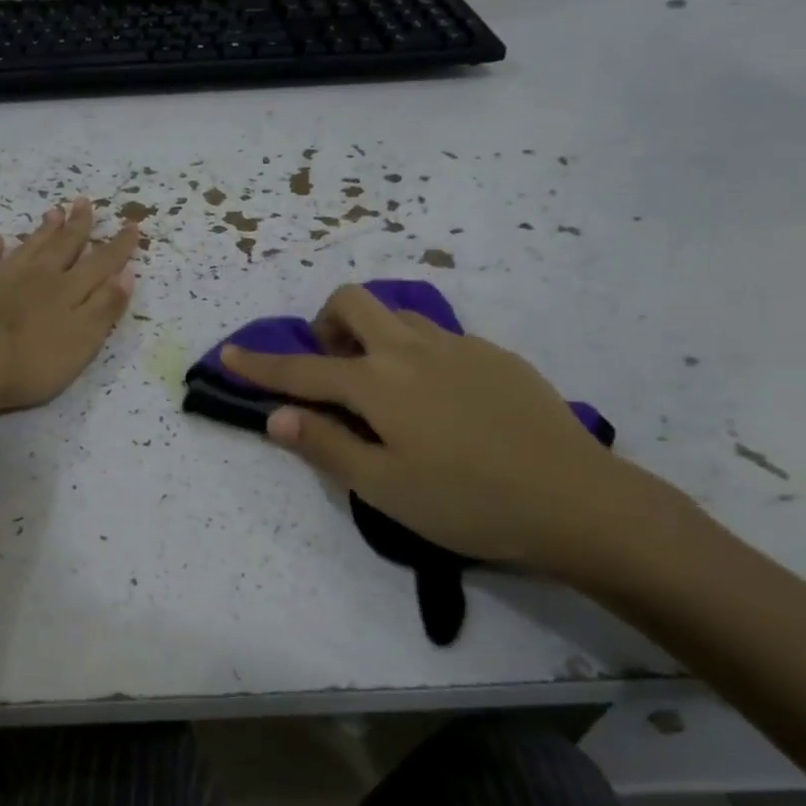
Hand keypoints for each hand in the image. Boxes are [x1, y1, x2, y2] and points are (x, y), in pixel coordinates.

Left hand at [0, 199, 138, 413]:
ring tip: (53, 211)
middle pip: (62, 247)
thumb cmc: (32, 363)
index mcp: (67, 291)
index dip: (118, 246)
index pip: (100, 264)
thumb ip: (104, 307)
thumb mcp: (82, 341)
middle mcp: (36, 277)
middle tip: (84, 202)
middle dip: (77, 226)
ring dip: (42, 231)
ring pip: (27, 248)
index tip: (132, 225)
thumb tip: (125, 274)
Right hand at [221, 284, 656, 572]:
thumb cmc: (467, 502)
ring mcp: (460, 347)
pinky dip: (414, 351)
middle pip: (354, 303)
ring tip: (380, 384)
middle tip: (329, 366)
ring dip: (371, 333)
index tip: (228, 353)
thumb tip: (276, 417)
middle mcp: (412, 351)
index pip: (301, 369)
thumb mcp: (383, 487)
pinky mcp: (496, 356)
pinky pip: (438, 336)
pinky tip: (437, 399)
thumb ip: (325, 445)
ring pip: (398, 314)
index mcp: (378, 384)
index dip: (259, 365)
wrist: (577, 502)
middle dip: (324, 323)